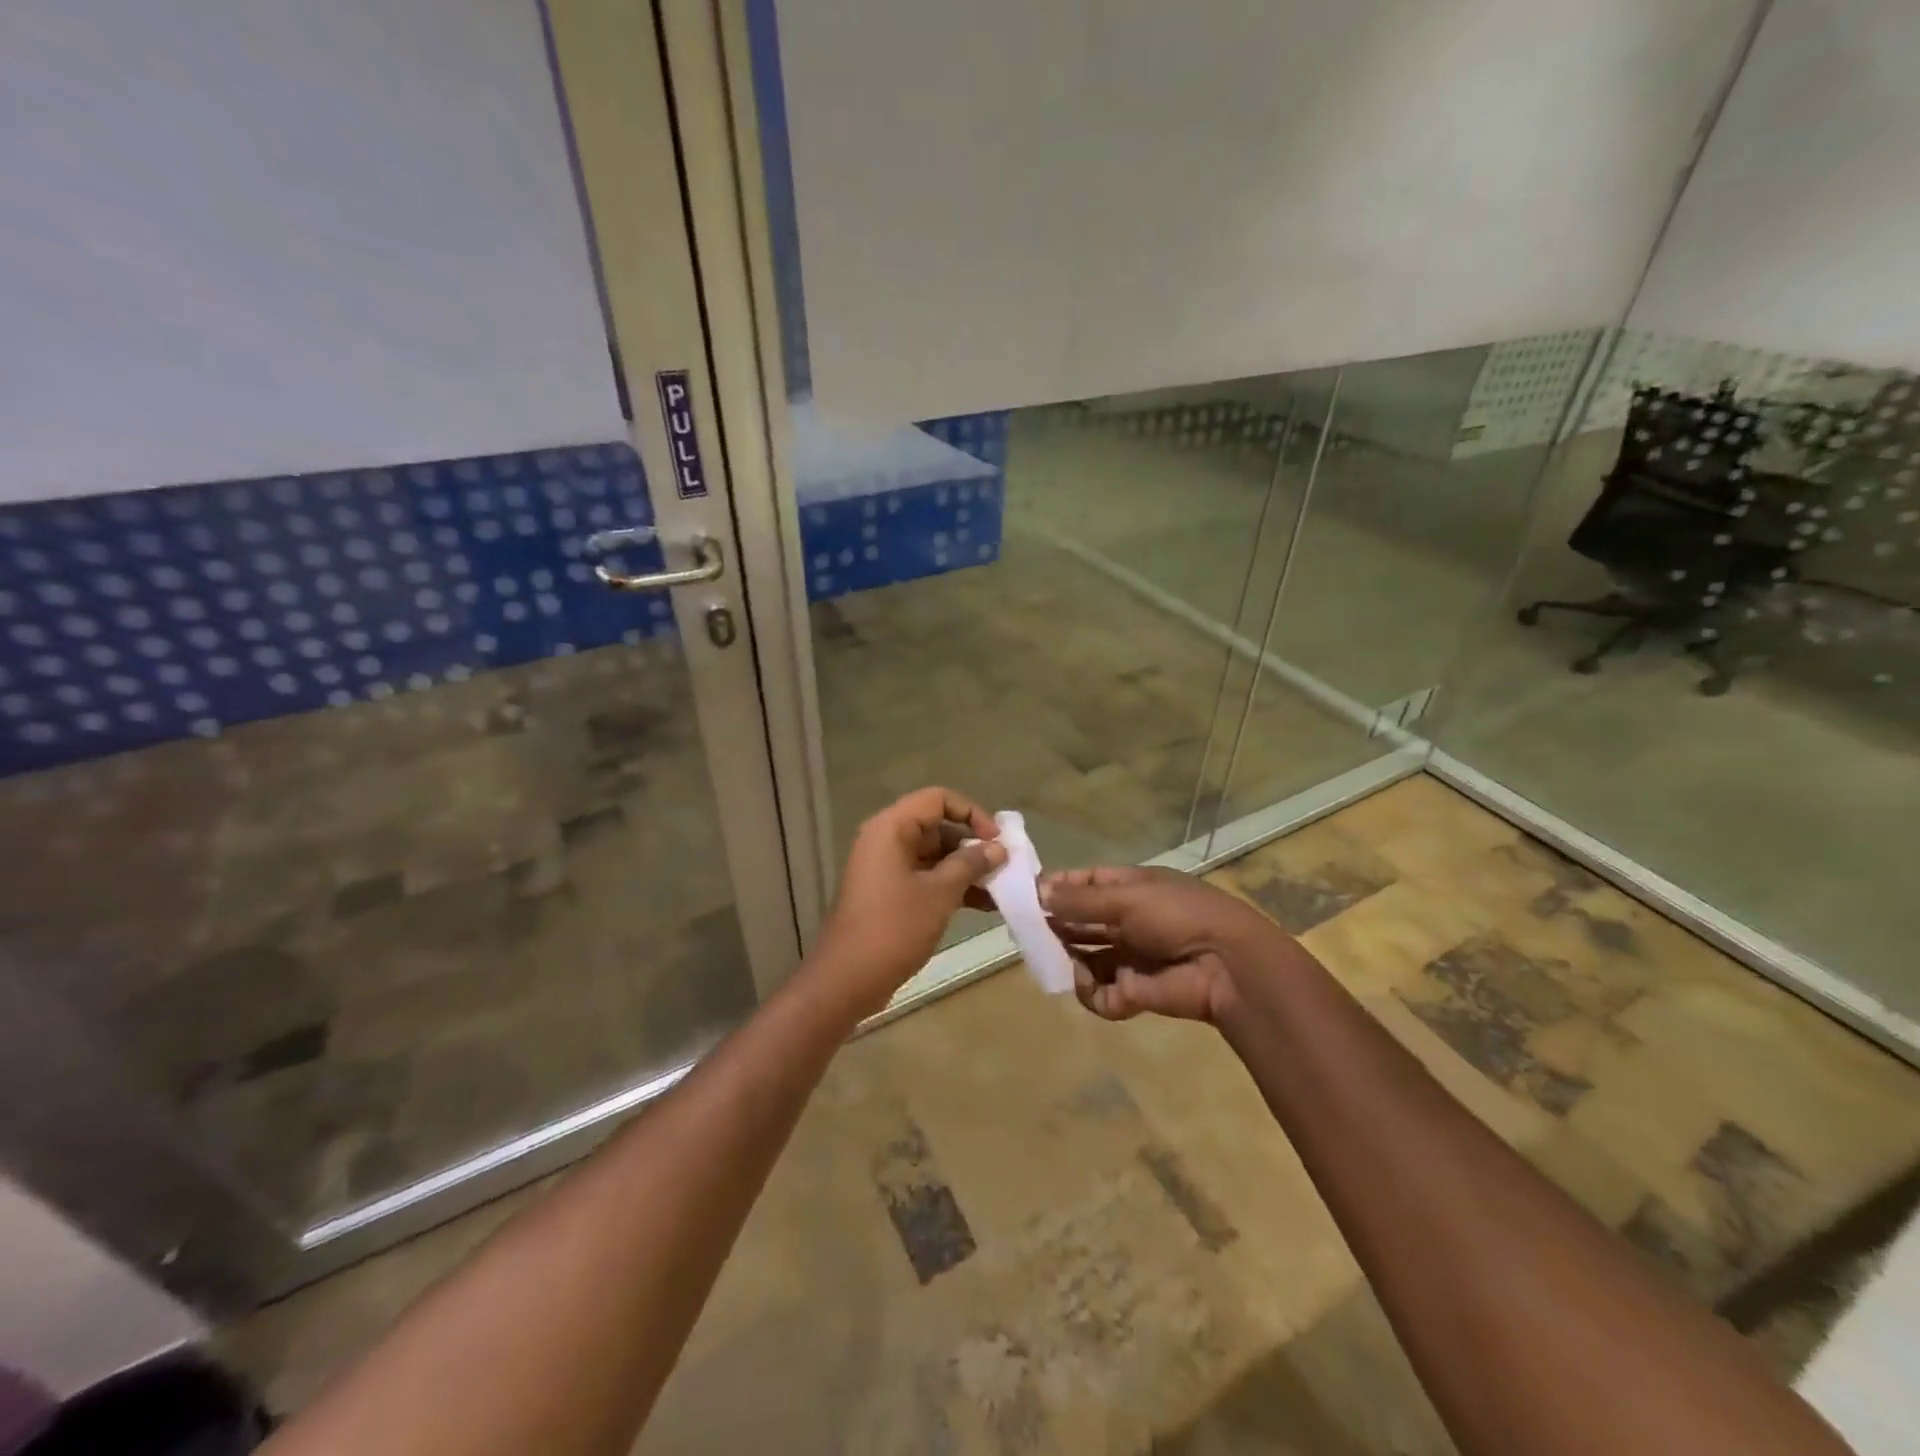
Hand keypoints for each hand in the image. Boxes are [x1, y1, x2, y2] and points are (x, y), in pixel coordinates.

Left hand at [811, 788, 1005, 1013]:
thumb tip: (998, 849)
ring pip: (935, 855)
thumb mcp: (939, 894)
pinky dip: (952, 886)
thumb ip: (970, 865)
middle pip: (937, 826)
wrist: (847, 979)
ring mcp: (887, 867)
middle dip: (973, 845)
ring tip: (1001, 889)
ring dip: (967, 869)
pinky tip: (984, 906)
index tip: (996, 840)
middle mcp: (887, 840)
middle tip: (1005, 866)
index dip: (971, 813)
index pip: (938, 799)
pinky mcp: (890, 892)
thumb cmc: (893, 928)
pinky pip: (927, 876)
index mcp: (891, 828)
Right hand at [1040, 866, 1275, 1024]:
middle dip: (1055, 925)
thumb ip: (1080, 900)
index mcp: (1130, 888)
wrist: (1227, 967)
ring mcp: (1129, 958)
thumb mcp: (1126, 897)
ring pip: (1082, 957)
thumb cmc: (1177, 916)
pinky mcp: (1132, 992)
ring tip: (1054, 960)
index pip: (1084, 883)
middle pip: (1079, 921)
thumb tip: (1038, 892)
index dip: (1056, 887)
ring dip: (1067, 959)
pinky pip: (1098, 992)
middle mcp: (1127, 920)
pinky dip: (1090, 991)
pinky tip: (1089, 985)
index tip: (1026, 894)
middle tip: (1028, 932)